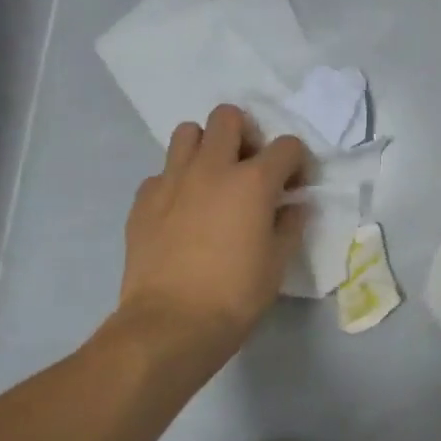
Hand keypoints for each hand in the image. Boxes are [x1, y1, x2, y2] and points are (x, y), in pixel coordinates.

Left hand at [115, 105, 308, 372]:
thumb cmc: (236, 294)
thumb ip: (290, 225)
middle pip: (228, 117)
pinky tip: (182, 212)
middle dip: (246, 135)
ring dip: (206, 147)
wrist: (171, 323)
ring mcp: (172, 180)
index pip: (287, 146)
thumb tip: (293, 206)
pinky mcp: (143, 199)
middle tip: (250, 168)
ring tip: (213, 180)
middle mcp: (212, 168)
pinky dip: (177, 182)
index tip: (295, 186)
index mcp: (253, 181)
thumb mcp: (277, 262)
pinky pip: (162, 172)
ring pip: (188, 132)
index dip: (297, 162)